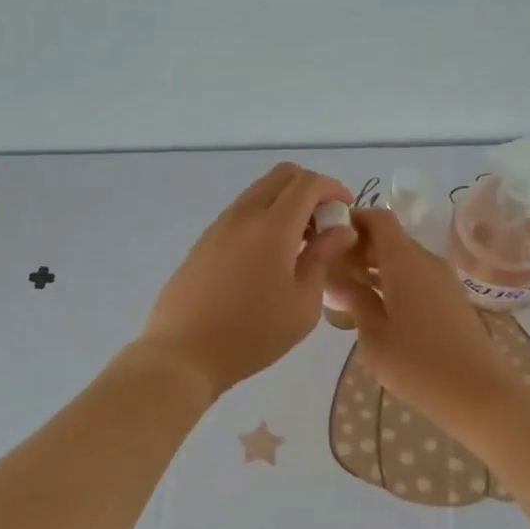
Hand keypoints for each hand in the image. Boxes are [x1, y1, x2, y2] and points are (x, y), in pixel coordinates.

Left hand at [137, 163, 355, 397]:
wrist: (183, 353)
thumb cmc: (252, 334)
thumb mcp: (302, 303)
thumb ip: (322, 258)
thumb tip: (340, 230)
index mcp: (273, 226)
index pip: (308, 182)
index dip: (334, 188)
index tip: (346, 210)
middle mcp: (244, 215)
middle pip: (281, 175)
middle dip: (310, 189)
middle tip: (323, 224)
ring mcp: (219, 225)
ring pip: (259, 192)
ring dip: (285, 203)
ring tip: (298, 244)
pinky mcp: (203, 241)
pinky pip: (241, 213)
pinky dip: (263, 218)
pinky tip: (268, 257)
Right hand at [334, 208, 529, 428]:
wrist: (480, 394)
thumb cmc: (419, 365)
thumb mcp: (374, 336)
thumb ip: (355, 301)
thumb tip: (339, 279)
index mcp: (405, 261)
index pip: (378, 218)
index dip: (352, 220)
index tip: (326, 237)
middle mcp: (426, 261)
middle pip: (389, 237)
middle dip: (359, 246)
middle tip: (329, 270)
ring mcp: (443, 280)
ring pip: (403, 258)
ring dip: (375, 266)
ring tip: (346, 290)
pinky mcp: (451, 299)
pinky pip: (416, 276)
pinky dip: (393, 281)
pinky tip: (376, 308)